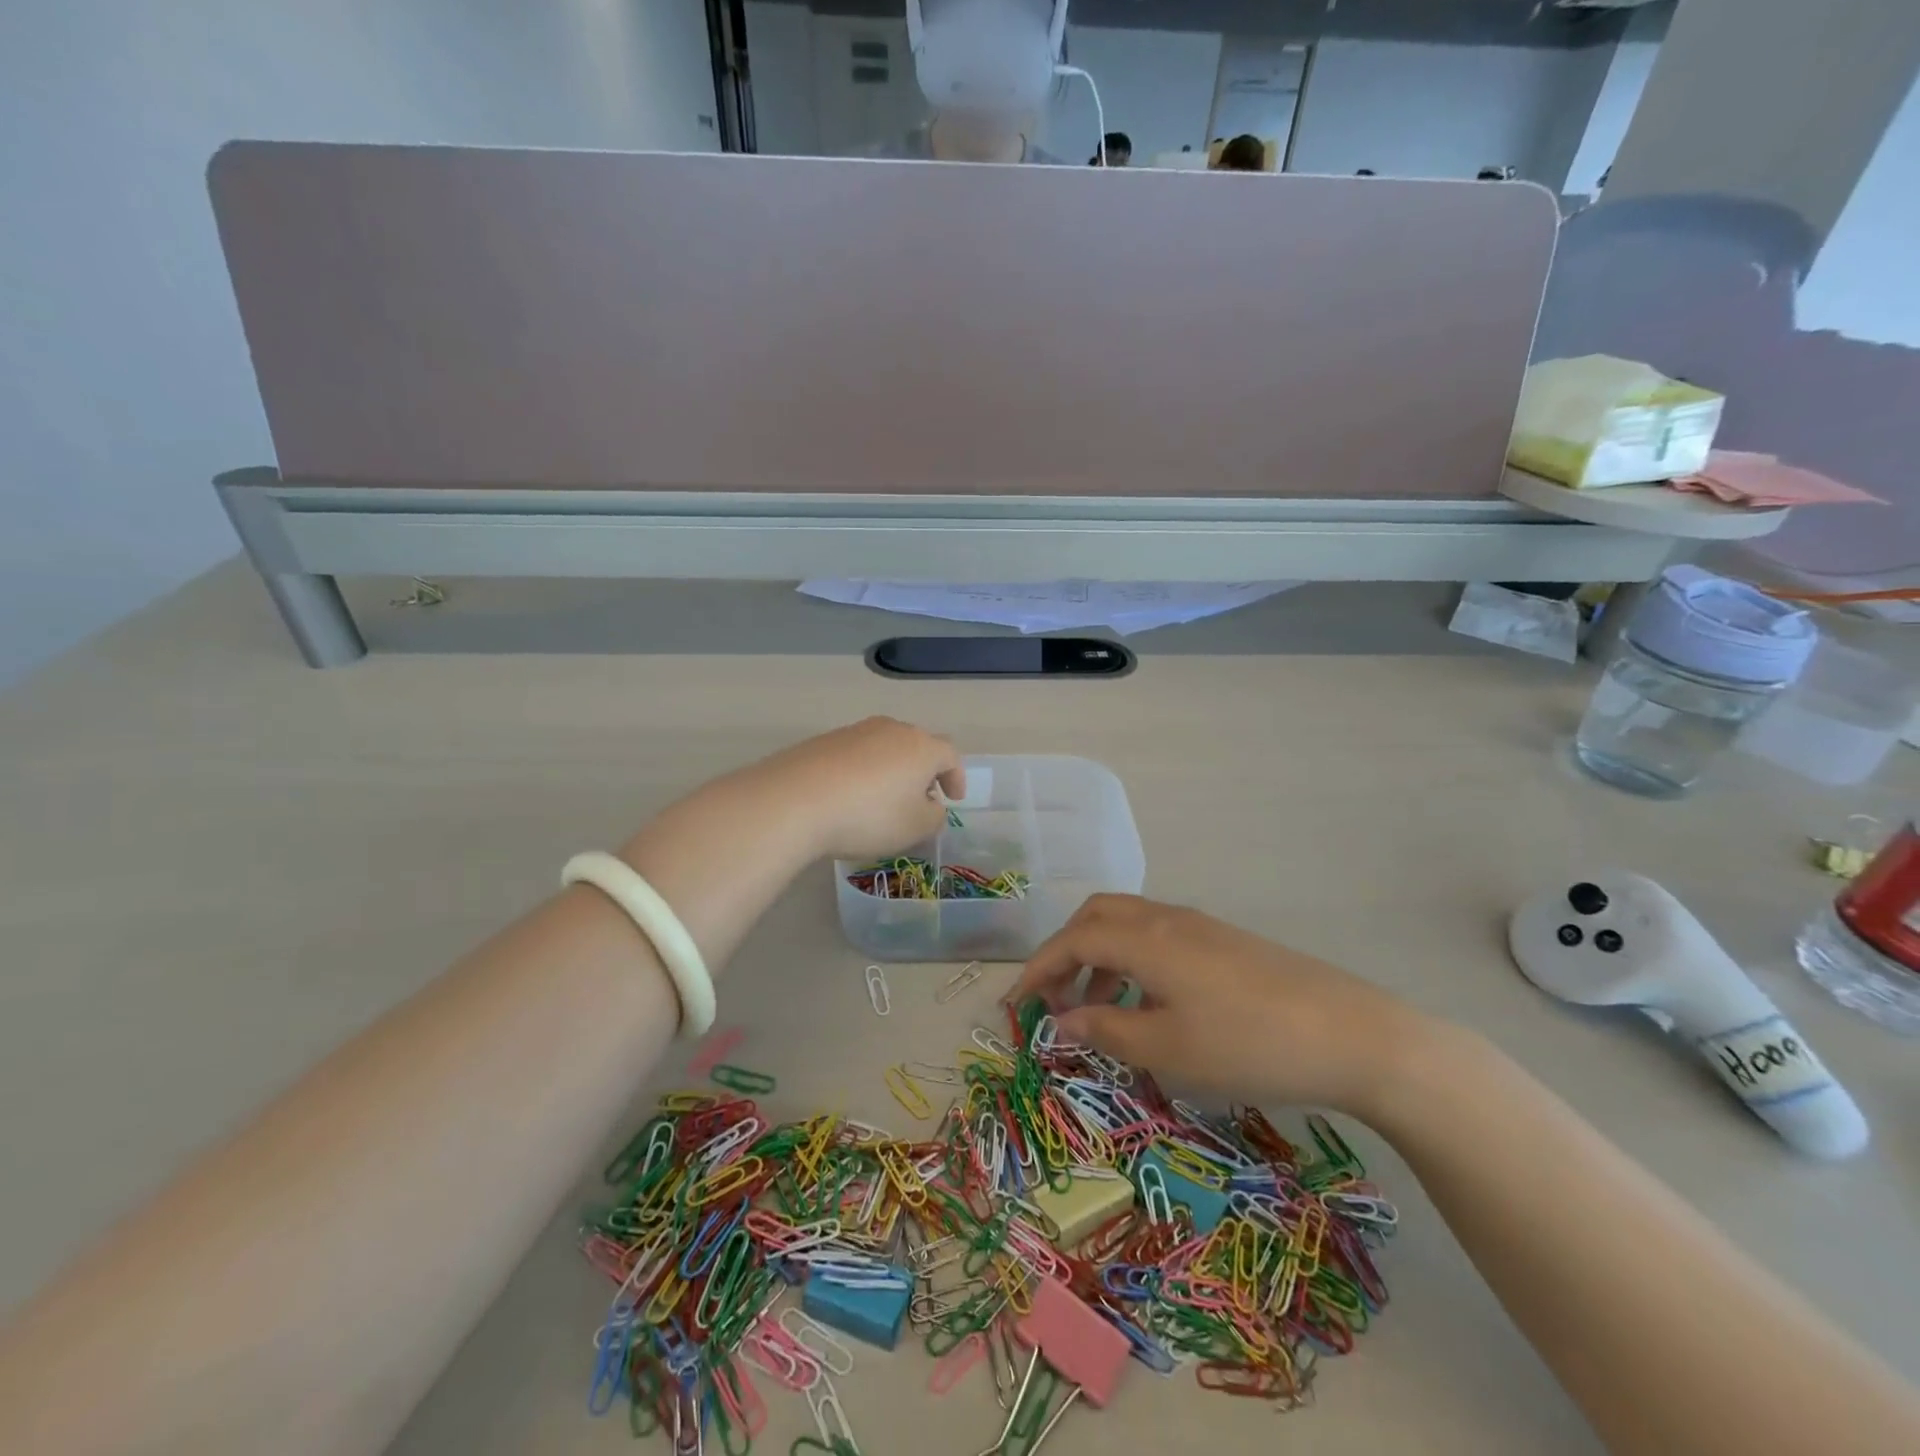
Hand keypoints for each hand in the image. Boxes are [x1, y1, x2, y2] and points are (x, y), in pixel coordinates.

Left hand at [748, 717, 963, 861]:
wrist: (794, 800)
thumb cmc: (868, 816)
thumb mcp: (915, 828)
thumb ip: (934, 816)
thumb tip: (930, 804)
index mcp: (921, 746)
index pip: (950, 755)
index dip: (956, 777)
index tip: (953, 798)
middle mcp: (891, 729)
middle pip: (916, 746)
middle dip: (923, 772)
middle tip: (920, 798)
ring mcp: (854, 731)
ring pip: (884, 748)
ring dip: (891, 771)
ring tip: (882, 800)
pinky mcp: (823, 741)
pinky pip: (854, 755)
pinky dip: (861, 773)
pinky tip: (849, 797)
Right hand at [1007, 894, 1432, 1117]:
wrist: (1352, 1035)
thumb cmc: (1247, 1045)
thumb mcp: (1167, 1050)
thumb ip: (1105, 1031)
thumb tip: (1060, 1021)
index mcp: (1145, 939)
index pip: (1072, 941)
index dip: (1037, 970)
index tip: (1015, 1005)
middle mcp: (1165, 919)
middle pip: (1096, 917)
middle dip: (1065, 953)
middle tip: (1054, 999)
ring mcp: (1198, 927)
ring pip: (1128, 926)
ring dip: (1099, 959)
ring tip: (1099, 1013)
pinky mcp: (1223, 941)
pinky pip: (1157, 938)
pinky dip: (1133, 963)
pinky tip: (1149, 1007)